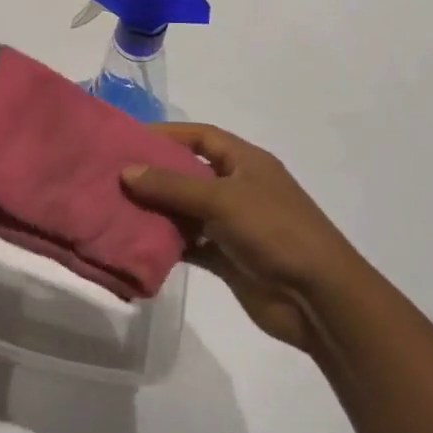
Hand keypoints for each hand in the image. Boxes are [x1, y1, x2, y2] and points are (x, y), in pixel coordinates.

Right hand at [122, 124, 352, 352]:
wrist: (318, 298)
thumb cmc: (275, 231)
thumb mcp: (222, 200)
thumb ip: (172, 186)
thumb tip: (126, 171)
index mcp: (246, 162)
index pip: (201, 137)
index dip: (167, 134)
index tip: (128, 139)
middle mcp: (238, 188)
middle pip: (189, 172)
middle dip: (155, 173)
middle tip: (113, 175)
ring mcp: (233, 225)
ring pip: (186, 210)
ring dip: (157, 210)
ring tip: (116, 208)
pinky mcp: (228, 258)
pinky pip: (190, 243)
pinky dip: (168, 243)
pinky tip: (139, 243)